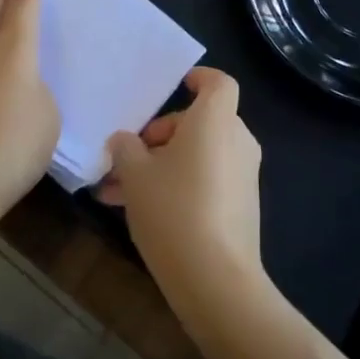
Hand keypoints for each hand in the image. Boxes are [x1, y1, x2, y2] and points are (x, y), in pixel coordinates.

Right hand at [98, 67, 264, 312]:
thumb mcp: (134, 175)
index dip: (199, 78)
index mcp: (215, 121)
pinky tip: (139, 212)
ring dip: (161, 165)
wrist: (216, 280)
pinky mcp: (241, 206)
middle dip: (160, 136)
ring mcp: (243, 175)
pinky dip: (178, 185)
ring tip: (116, 192)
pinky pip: (207, 180)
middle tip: (126, 157)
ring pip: (198, 155)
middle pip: (200, 122)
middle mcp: (236, 141)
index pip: (219, 83)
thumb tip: (124, 141)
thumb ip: (125, 148)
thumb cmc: (173, 209)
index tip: (176, 86)